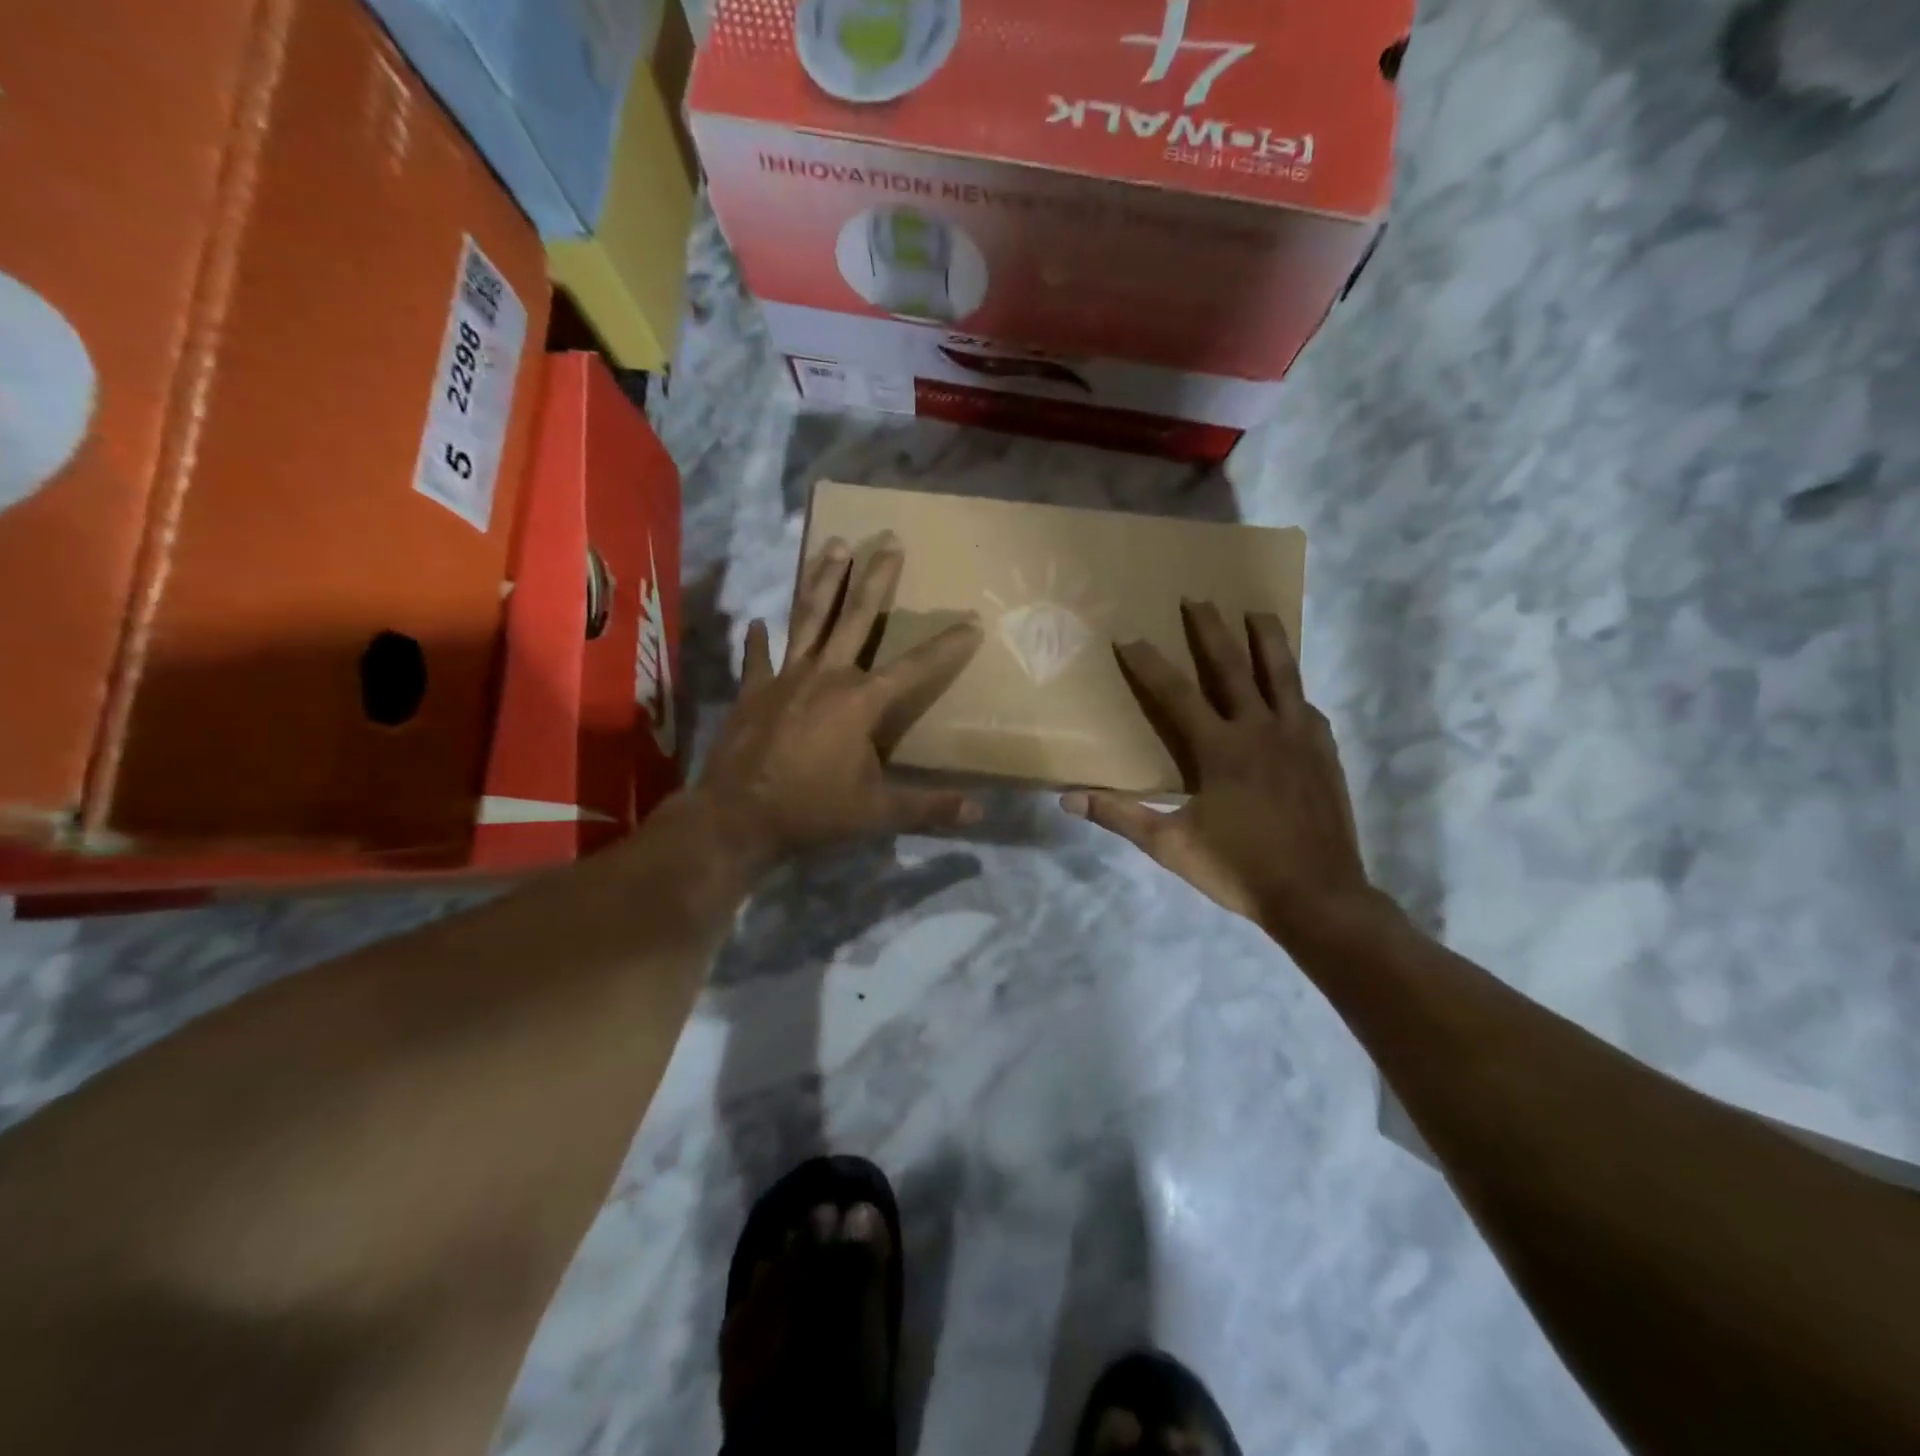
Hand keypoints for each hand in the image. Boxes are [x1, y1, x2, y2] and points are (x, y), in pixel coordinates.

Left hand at [696, 535, 983, 870]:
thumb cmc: (812, 811)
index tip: (973, 622)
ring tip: (834, 545)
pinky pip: (757, 657)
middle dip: (876, 578)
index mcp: (860, 701)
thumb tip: (979, 813)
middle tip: (889, 540)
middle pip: (856, 617)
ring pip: (808, 618)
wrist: (736, 817)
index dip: (947, 646)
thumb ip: (927, 807)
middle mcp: (826, 676)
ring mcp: (785, 678)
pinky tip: (756, 620)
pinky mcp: (753, 690)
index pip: (915, 667)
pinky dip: (757, 640)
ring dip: (823, 581)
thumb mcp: (876, 813)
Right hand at [1062, 601, 1376, 938]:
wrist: (1318, 896)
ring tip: (1258, 611)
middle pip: (1233, 665)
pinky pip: (1306, 705)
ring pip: (1283, 672)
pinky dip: (1293, 687)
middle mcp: (1260, 729)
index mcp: (1220, 749)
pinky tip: (1291, 687)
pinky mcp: (1324, 751)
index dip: (1148, 663)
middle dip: (1211, 629)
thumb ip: (1121, 817)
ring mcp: (1299, 736)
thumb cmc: (1239, 868)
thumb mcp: (1170, 845)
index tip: (1128, 636)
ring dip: (1267, 638)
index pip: (1176, 693)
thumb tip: (1069, 799)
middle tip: (1197, 597)